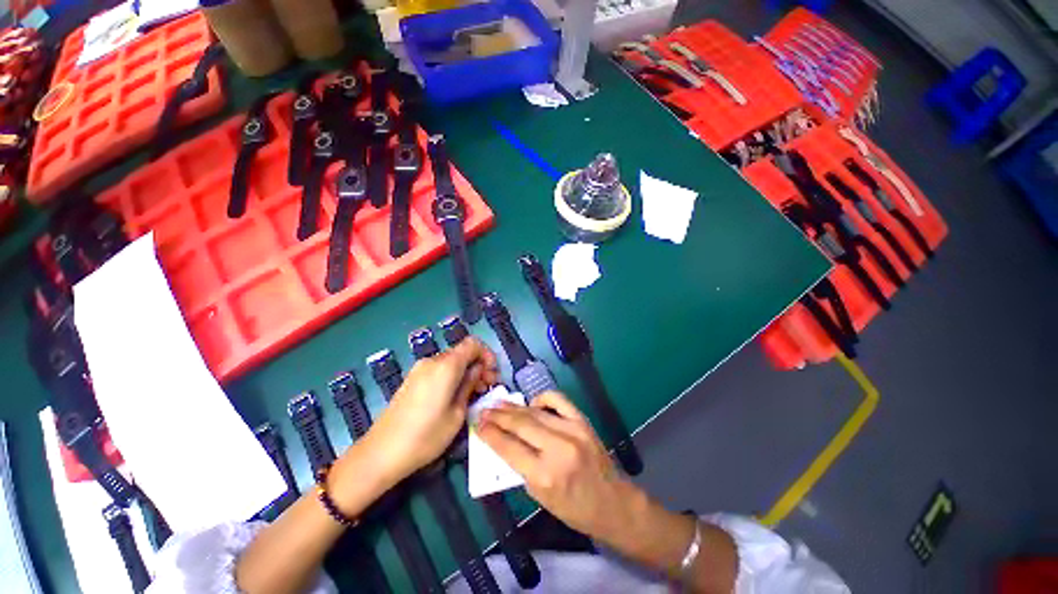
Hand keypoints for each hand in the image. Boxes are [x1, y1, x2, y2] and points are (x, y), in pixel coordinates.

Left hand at [364, 337, 498, 483]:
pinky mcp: (412, 379)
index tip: (492, 373)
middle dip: (478, 365)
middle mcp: (432, 361)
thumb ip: (469, 386)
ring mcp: (420, 369)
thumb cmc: (425, 436)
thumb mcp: (457, 414)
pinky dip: (452, 376)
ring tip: (473, 394)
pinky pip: (439, 370)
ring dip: (466, 372)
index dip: (486, 354)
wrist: (380, 454)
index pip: (473, 343)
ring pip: (451, 361)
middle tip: (487, 387)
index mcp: (446, 365)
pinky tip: (455, 396)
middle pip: (462, 352)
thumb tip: (478, 371)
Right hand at [477, 391, 636, 541]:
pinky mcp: (582, 421)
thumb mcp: (540, 498)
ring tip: (499, 404)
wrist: (612, 501)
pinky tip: (532, 404)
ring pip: (535, 412)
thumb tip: (504, 442)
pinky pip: (558, 400)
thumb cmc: (574, 509)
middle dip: (498, 417)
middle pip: (520, 425)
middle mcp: (558, 448)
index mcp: (544, 475)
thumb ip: (521, 469)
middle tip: (484, 411)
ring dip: (514, 407)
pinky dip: (542, 398)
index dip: (490, 434)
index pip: (509, 448)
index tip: (478, 425)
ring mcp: (572, 430)